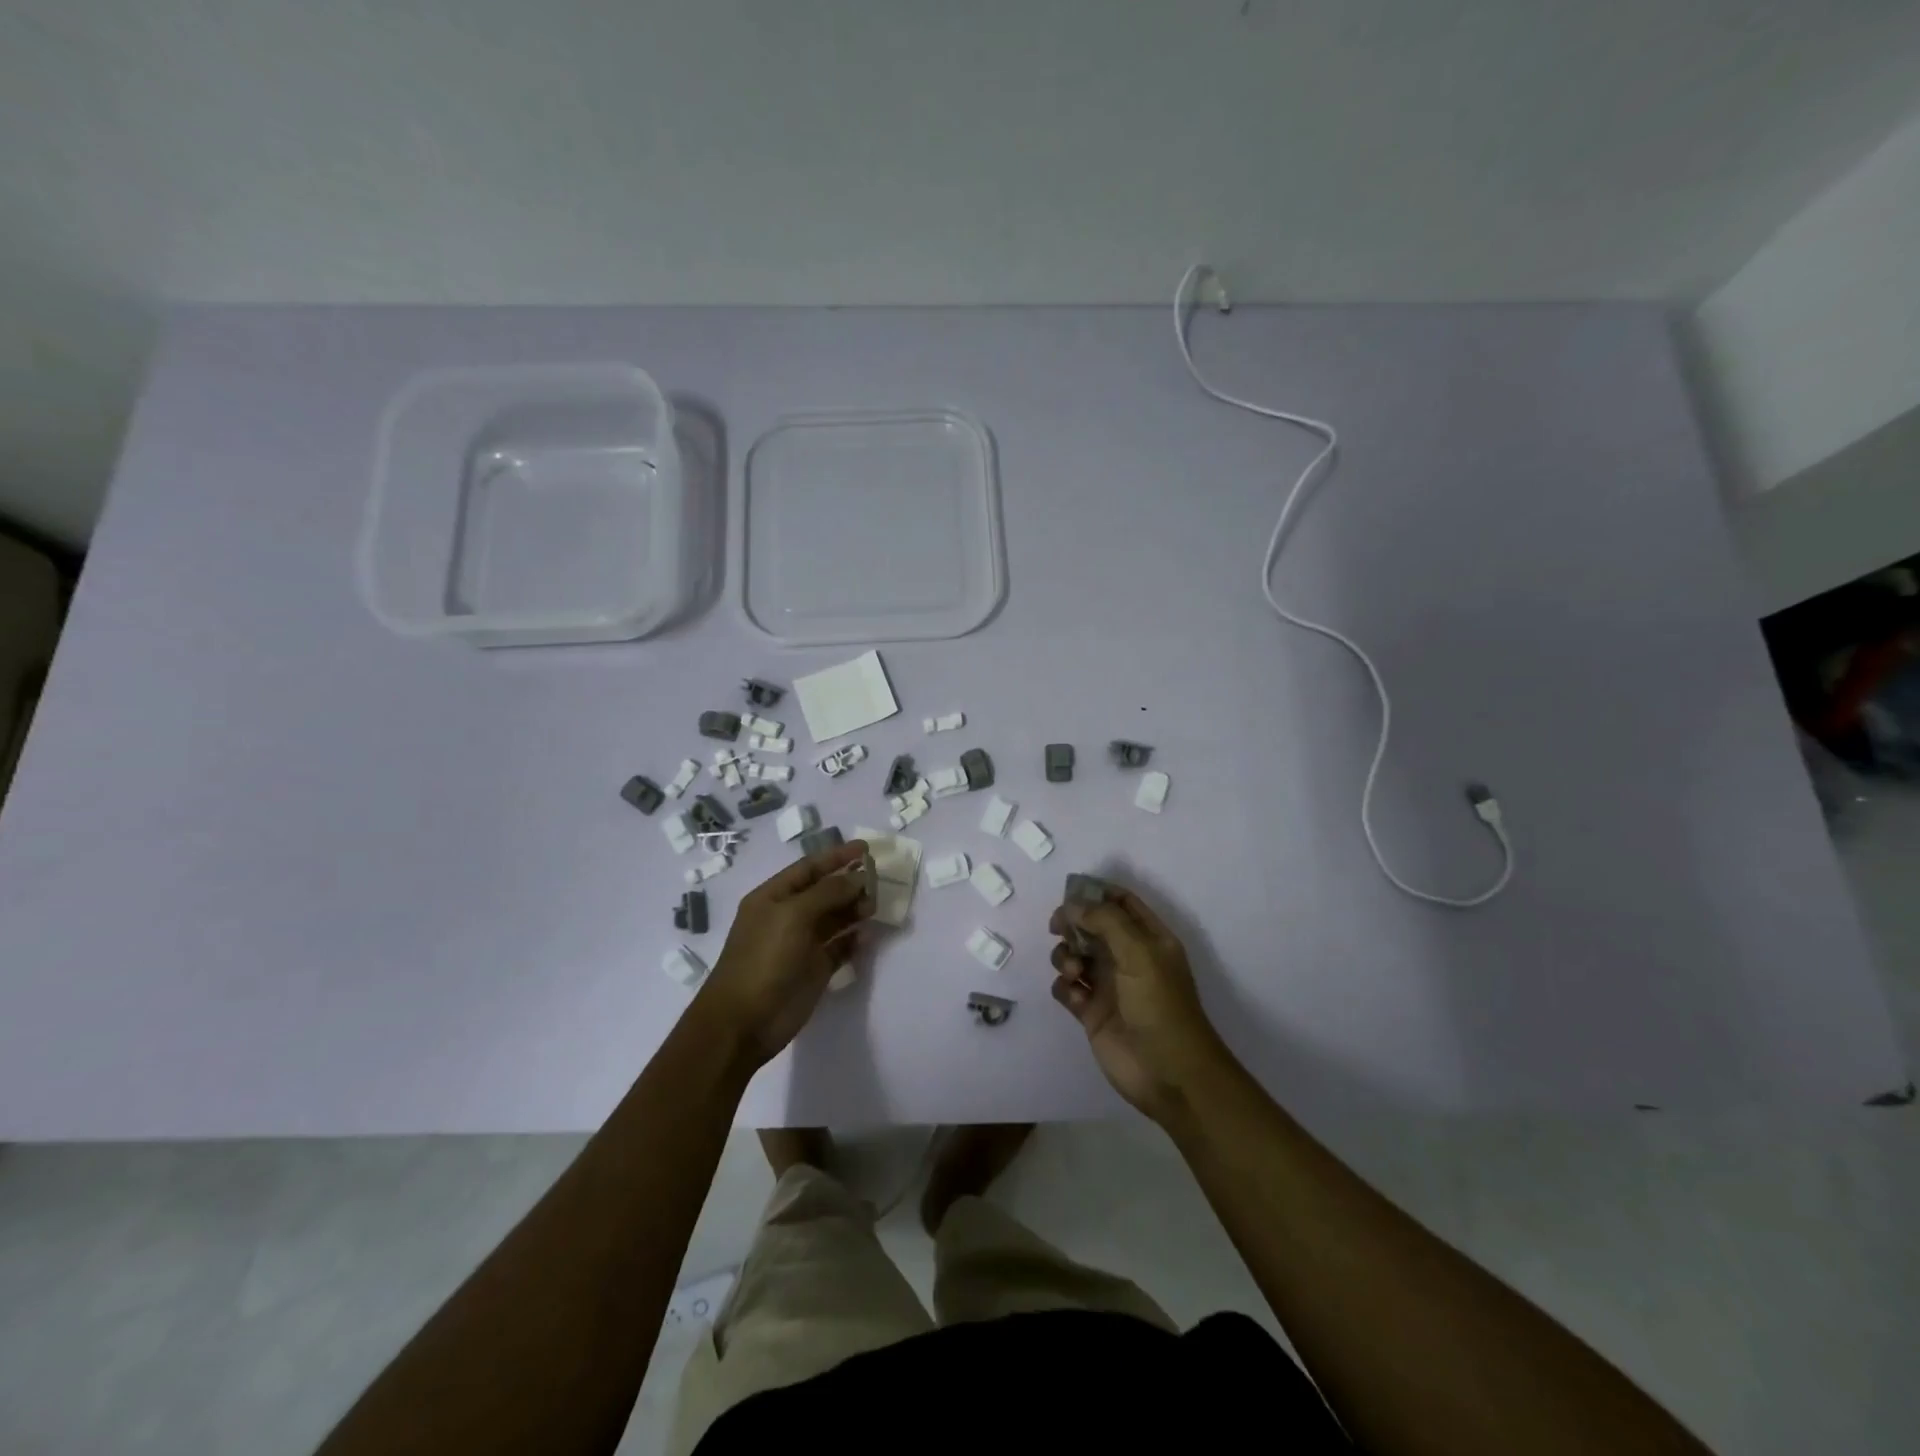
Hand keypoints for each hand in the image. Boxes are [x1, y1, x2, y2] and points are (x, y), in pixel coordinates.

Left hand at [695, 841, 872, 1067]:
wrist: (744, 1021)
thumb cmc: (764, 959)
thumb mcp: (793, 915)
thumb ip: (828, 892)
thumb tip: (858, 877)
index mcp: (773, 897)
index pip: (809, 868)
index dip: (836, 856)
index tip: (866, 848)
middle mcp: (788, 916)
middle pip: (824, 891)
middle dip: (849, 883)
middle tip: (877, 880)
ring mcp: (802, 944)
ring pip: (835, 918)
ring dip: (854, 909)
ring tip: (873, 907)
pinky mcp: (814, 970)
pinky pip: (839, 948)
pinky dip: (854, 940)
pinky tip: (867, 936)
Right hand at [1049, 886, 1228, 1122]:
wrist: (1169, 1073)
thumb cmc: (1160, 1005)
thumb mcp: (1139, 953)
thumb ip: (1105, 921)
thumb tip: (1072, 905)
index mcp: (1149, 938)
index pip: (1121, 902)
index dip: (1095, 893)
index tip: (1069, 894)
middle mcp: (1128, 957)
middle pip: (1092, 926)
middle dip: (1073, 923)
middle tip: (1058, 928)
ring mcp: (1109, 986)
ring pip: (1076, 955)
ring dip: (1066, 956)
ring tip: (1074, 972)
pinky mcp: (1092, 1013)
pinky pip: (1067, 988)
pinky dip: (1064, 986)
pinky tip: (1074, 995)